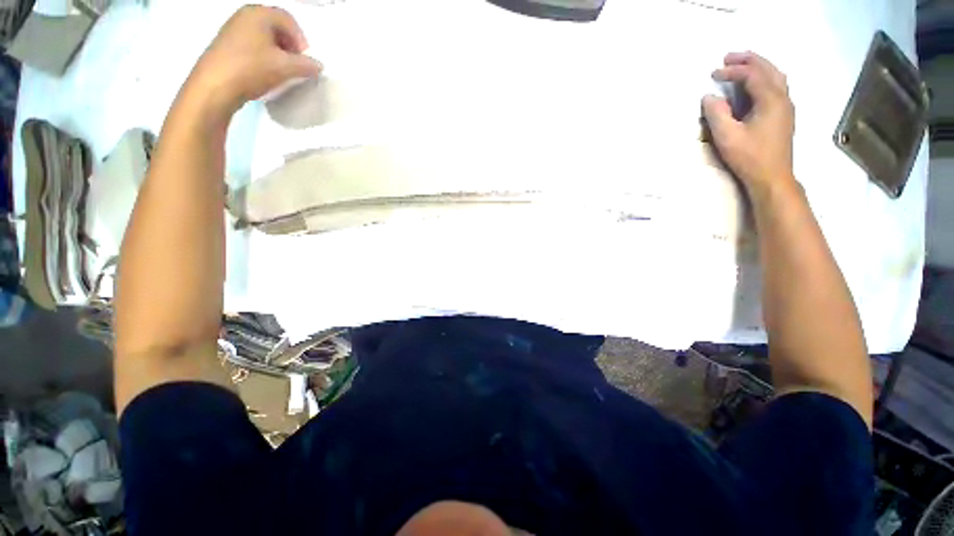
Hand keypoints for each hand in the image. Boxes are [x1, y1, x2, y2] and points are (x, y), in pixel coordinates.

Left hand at [185, 5, 321, 119]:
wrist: (215, 86)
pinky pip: (252, 45)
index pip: (289, 20)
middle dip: (290, 46)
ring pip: (264, 37)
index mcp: (259, 14)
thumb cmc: (252, 69)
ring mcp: (233, 30)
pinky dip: (264, 56)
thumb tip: (318, 66)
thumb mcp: (286, 68)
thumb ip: (306, 65)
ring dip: (277, 53)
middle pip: (276, 27)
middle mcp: (244, 16)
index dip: (301, 40)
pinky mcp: (226, 45)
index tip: (305, 60)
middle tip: (296, 65)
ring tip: (282, 71)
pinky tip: (266, 73)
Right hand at [702, 52, 794, 192]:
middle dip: (748, 60)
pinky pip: (777, 86)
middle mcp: (783, 97)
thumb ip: (716, 114)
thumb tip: (708, 97)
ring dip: (759, 67)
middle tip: (728, 57)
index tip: (713, 74)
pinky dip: (764, 78)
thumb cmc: (750, 157)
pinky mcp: (784, 116)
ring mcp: (786, 106)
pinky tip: (754, 85)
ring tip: (742, 65)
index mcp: (771, 99)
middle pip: (768, 69)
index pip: (752, 75)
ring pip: (776, 76)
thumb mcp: (727, 136)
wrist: (772, 177)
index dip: (732, 71)